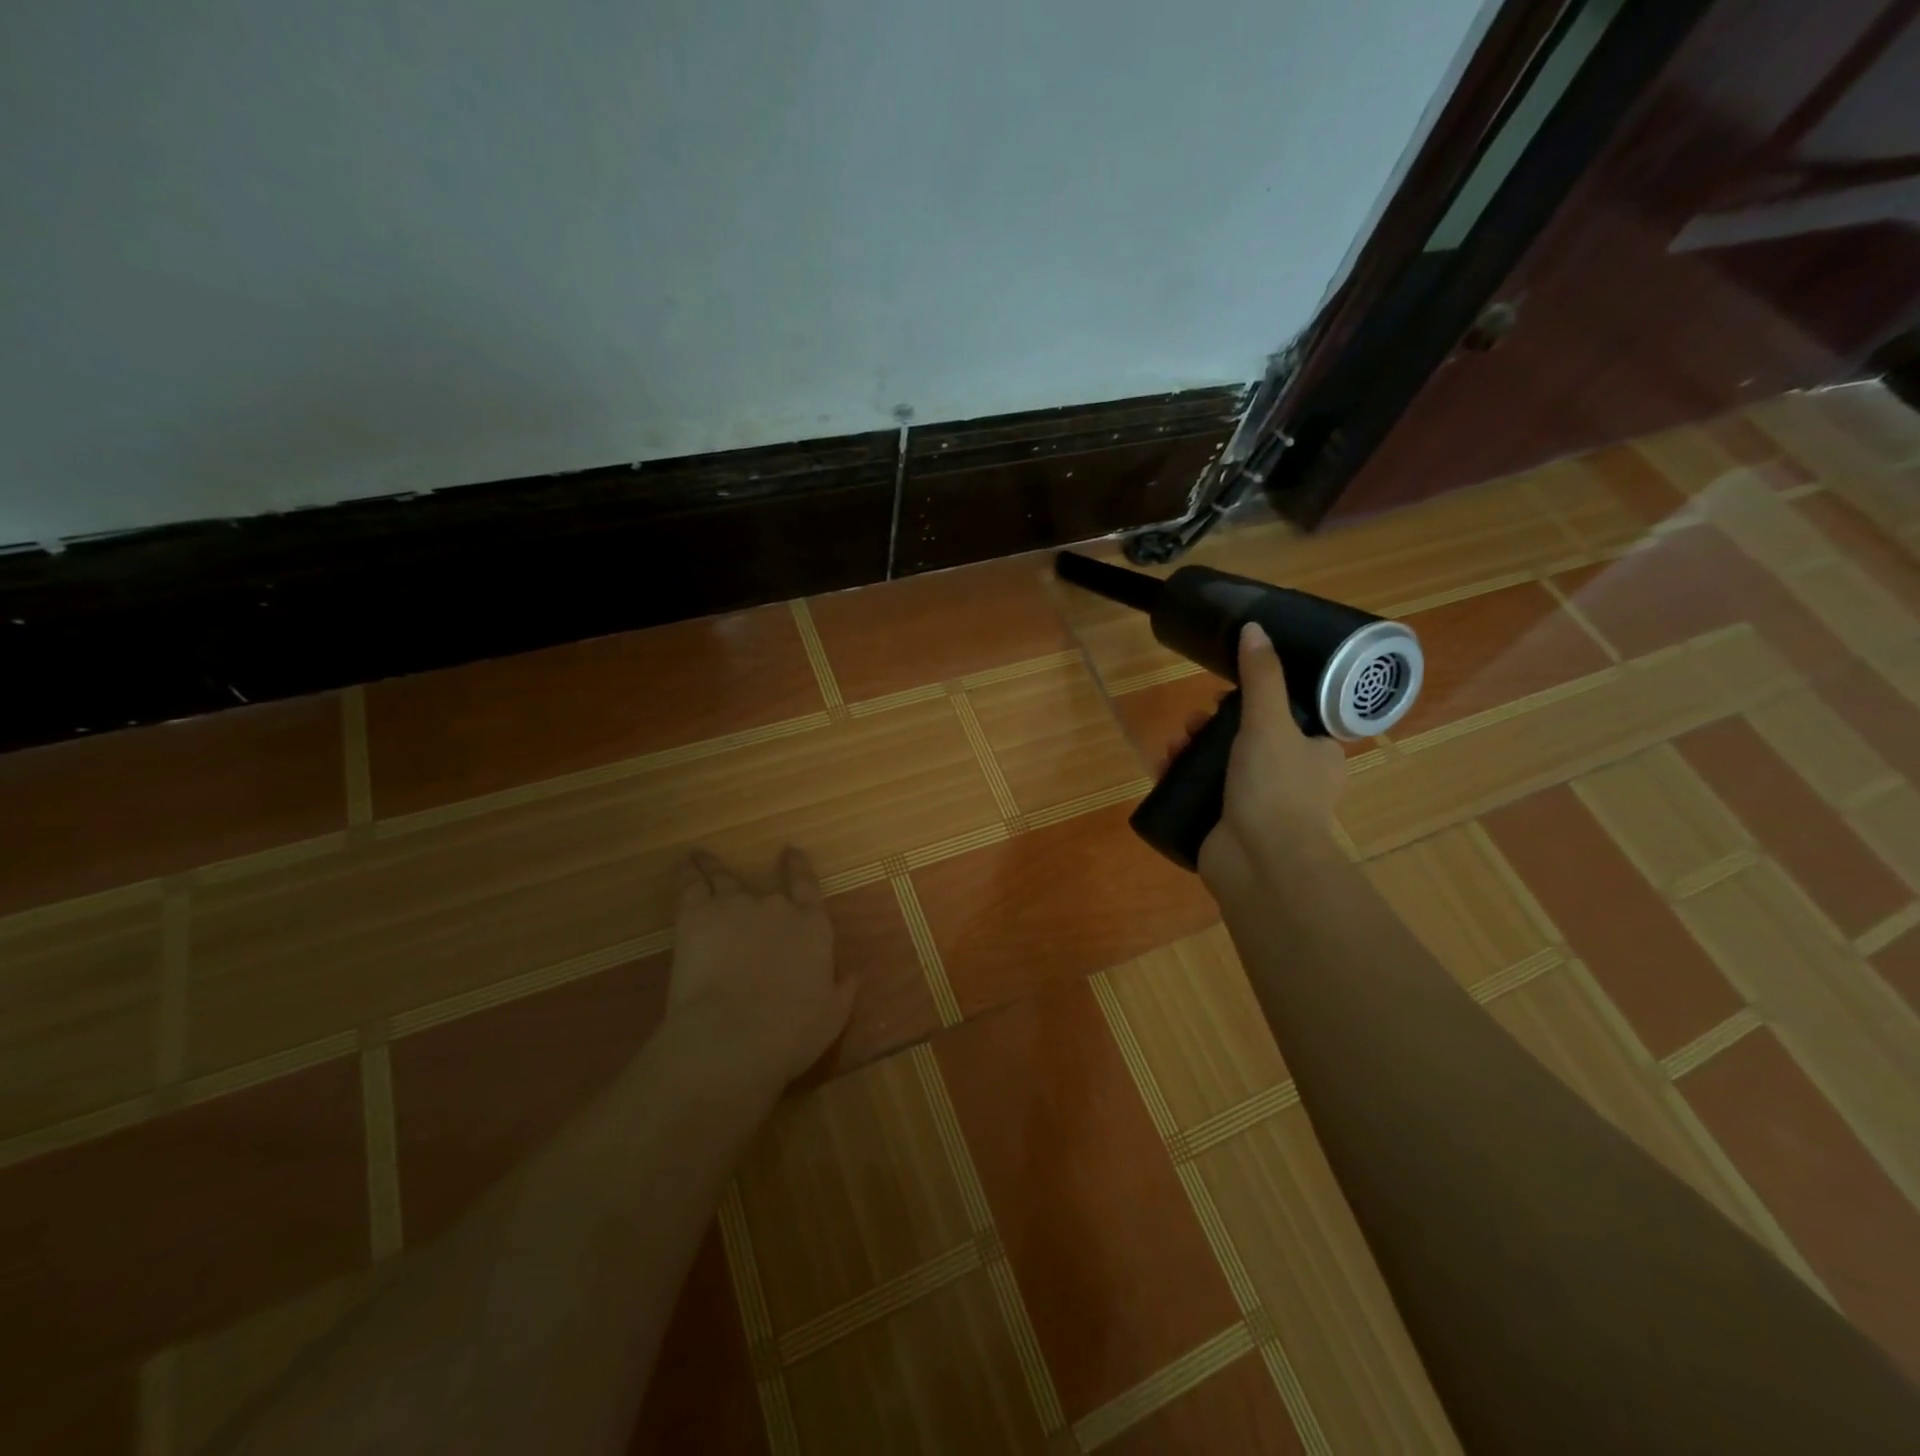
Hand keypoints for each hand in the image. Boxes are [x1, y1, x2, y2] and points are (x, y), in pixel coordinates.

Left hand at [668, 847, 857, 1087]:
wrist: (732, 1037)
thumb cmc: (790, 1033)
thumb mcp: (831, 1017)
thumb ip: (843, 991)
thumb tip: (855, 973)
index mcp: (811, 927)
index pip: (807, 886)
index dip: (799, 867)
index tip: (792, 852)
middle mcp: (776, 907)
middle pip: (766, 887)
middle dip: (759, 881)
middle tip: (750, 878)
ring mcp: (734, 906)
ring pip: (722, 878)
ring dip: (712, 867)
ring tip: (700, 857)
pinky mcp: (696, 916)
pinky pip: (691, 885)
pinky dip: (688, 873)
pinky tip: (685, 865)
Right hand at [1185, 622, 1346, 897]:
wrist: (1260, 863)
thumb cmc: (1276, 787)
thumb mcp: (1270, 722)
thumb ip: (1261, 677)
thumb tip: (1254, 627)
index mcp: (1317, 755)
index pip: (1289, 718)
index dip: (1255, 702)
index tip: (1224, 695)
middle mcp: (1291, 780)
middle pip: (1247, 740)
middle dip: (1212, 726)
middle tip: (1194, 719)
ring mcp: (1257, 807)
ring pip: (1220, 766)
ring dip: (1192, 749)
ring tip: (1173, 743)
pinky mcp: (1227, 826)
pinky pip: (1201, 793)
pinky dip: (1181, 779)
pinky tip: (1162, 768)